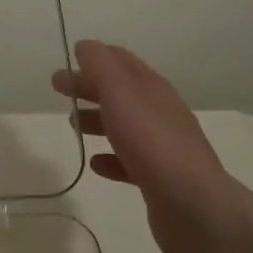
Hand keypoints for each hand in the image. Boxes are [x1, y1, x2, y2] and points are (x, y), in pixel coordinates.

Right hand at [52, 40, 243, 252]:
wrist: (194, 207)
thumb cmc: (151, 140)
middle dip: (88, 86)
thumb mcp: (120, 90)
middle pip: (118, 91)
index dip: (94, 57)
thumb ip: (100, 64)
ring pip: (122, 124)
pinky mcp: (158, 179)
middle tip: (58, 88)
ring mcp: (161, 146)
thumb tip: (85, 46)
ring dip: (96, 119)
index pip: (120, 60)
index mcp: (151, 86)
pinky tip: (96, 164)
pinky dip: (110, 157)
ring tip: (73, 125)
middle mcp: (158, 111)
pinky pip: (128, 161)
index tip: (67, 60)